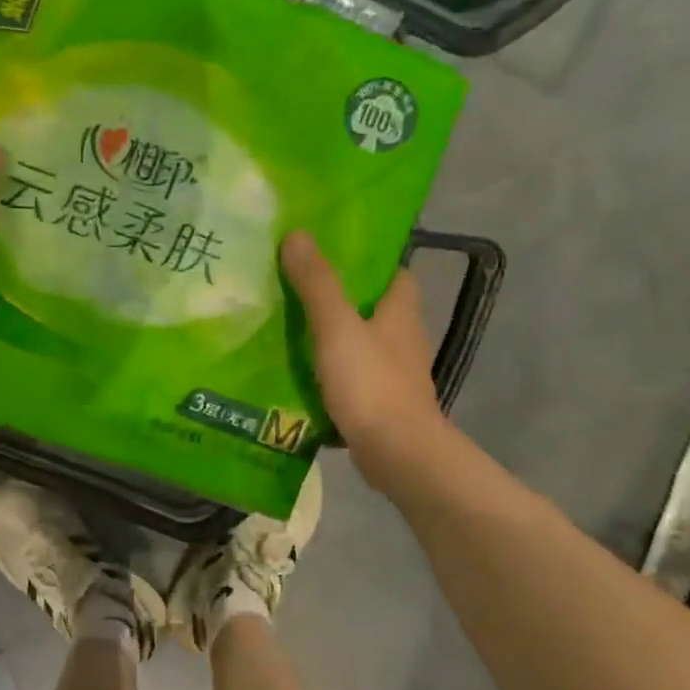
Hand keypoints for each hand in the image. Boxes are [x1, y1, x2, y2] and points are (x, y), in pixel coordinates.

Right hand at [281, 230, 450, 495]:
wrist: (397, 454)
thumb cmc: (371, 383)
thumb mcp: (337, 327)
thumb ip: (317, 284)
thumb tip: (298, 234)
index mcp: (400, 312)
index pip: (393, 273)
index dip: (367, 260)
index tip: (330, 253)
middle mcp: (402, 338)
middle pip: (372, 308)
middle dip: (339, 298)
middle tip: (295, 286)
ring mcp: (393, 373)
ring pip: (360, 343)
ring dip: (331, 336)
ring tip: (287, 326)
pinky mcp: (379, 403)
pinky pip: (351, 376)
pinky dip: (329, 371)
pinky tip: (298, 371)